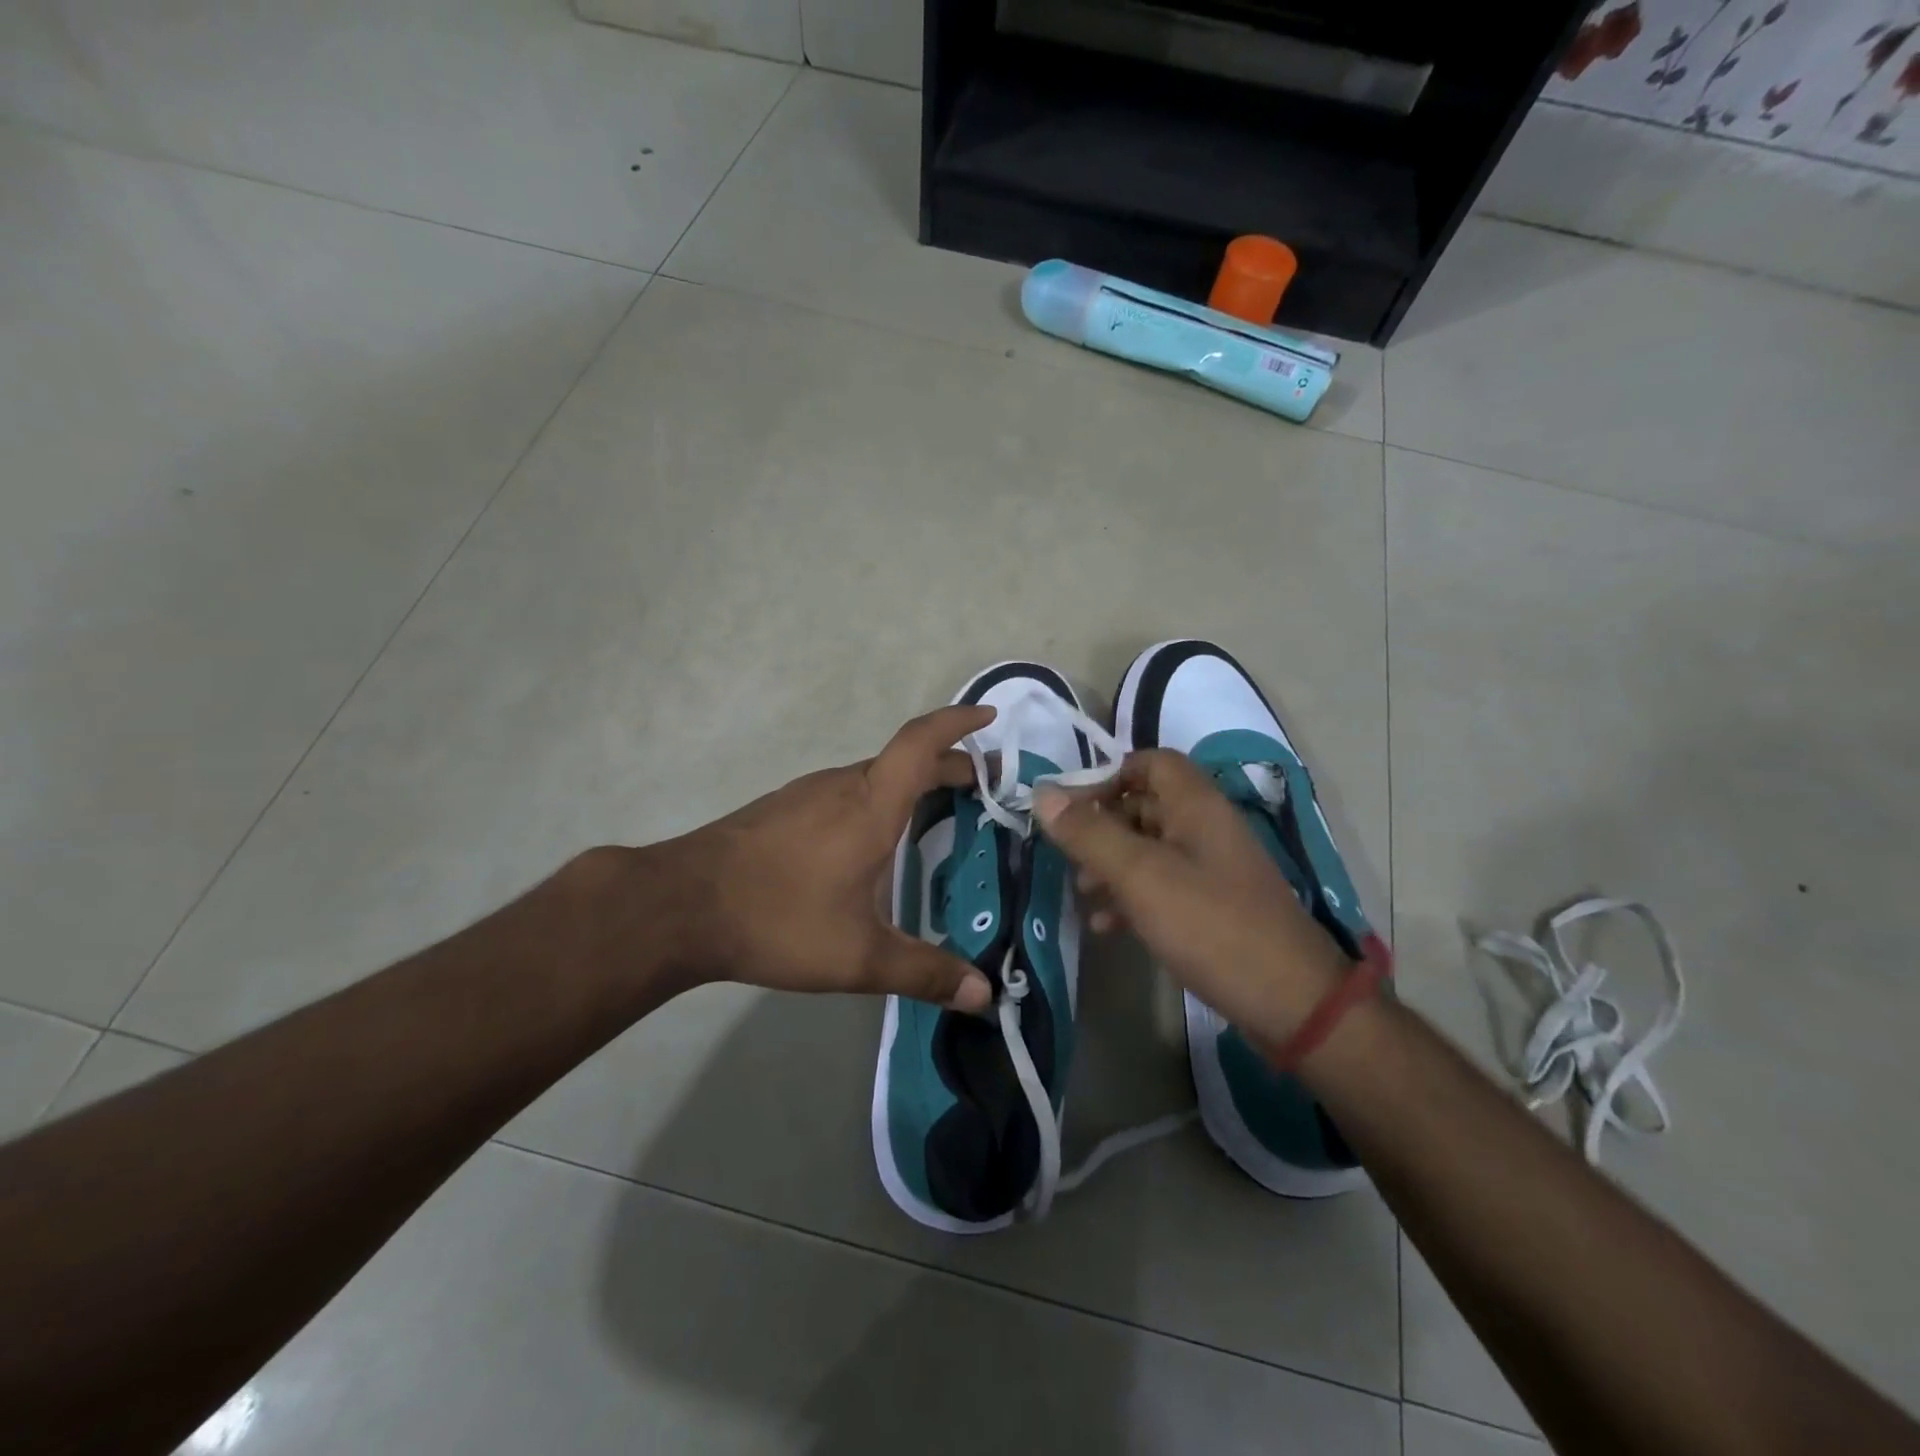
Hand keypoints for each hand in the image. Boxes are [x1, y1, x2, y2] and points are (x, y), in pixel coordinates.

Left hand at [668, 706, 995, 1011]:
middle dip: (949, 765)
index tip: (990, 718)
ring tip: (936, 814)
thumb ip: (925, 973)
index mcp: (871, 804)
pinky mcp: (783, 809)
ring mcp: (807, 794)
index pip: (922, 742)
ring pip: (873, 775)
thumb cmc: (779, 919)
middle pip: (905, 758)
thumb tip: (985, 994)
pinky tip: (871, 841)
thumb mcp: (859, 956)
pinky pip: (846, 791)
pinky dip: (878, 798)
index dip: (958, 723)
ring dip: (912, 783)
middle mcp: (842, 786)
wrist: (680, 906)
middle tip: (982, 789)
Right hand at [1034, 750, 1348, 1041]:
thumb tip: (1042, 793)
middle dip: (1102, 825)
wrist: (1291, 1002)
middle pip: (1146, 805)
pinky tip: (1107, 926)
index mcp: (1196, 805)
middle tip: (1068, 855)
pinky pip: (1164, 885)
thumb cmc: (1210, 925)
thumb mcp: (1140, 876)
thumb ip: (1090, 833)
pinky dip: (1132, 897)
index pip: (1150, 762)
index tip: (1072, 809)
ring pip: (1151, 848)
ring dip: (1112, 864)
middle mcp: (1207, 827)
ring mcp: (1213, 869)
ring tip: (1082, 892)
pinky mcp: (1215, 906)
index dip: (1108, 776)